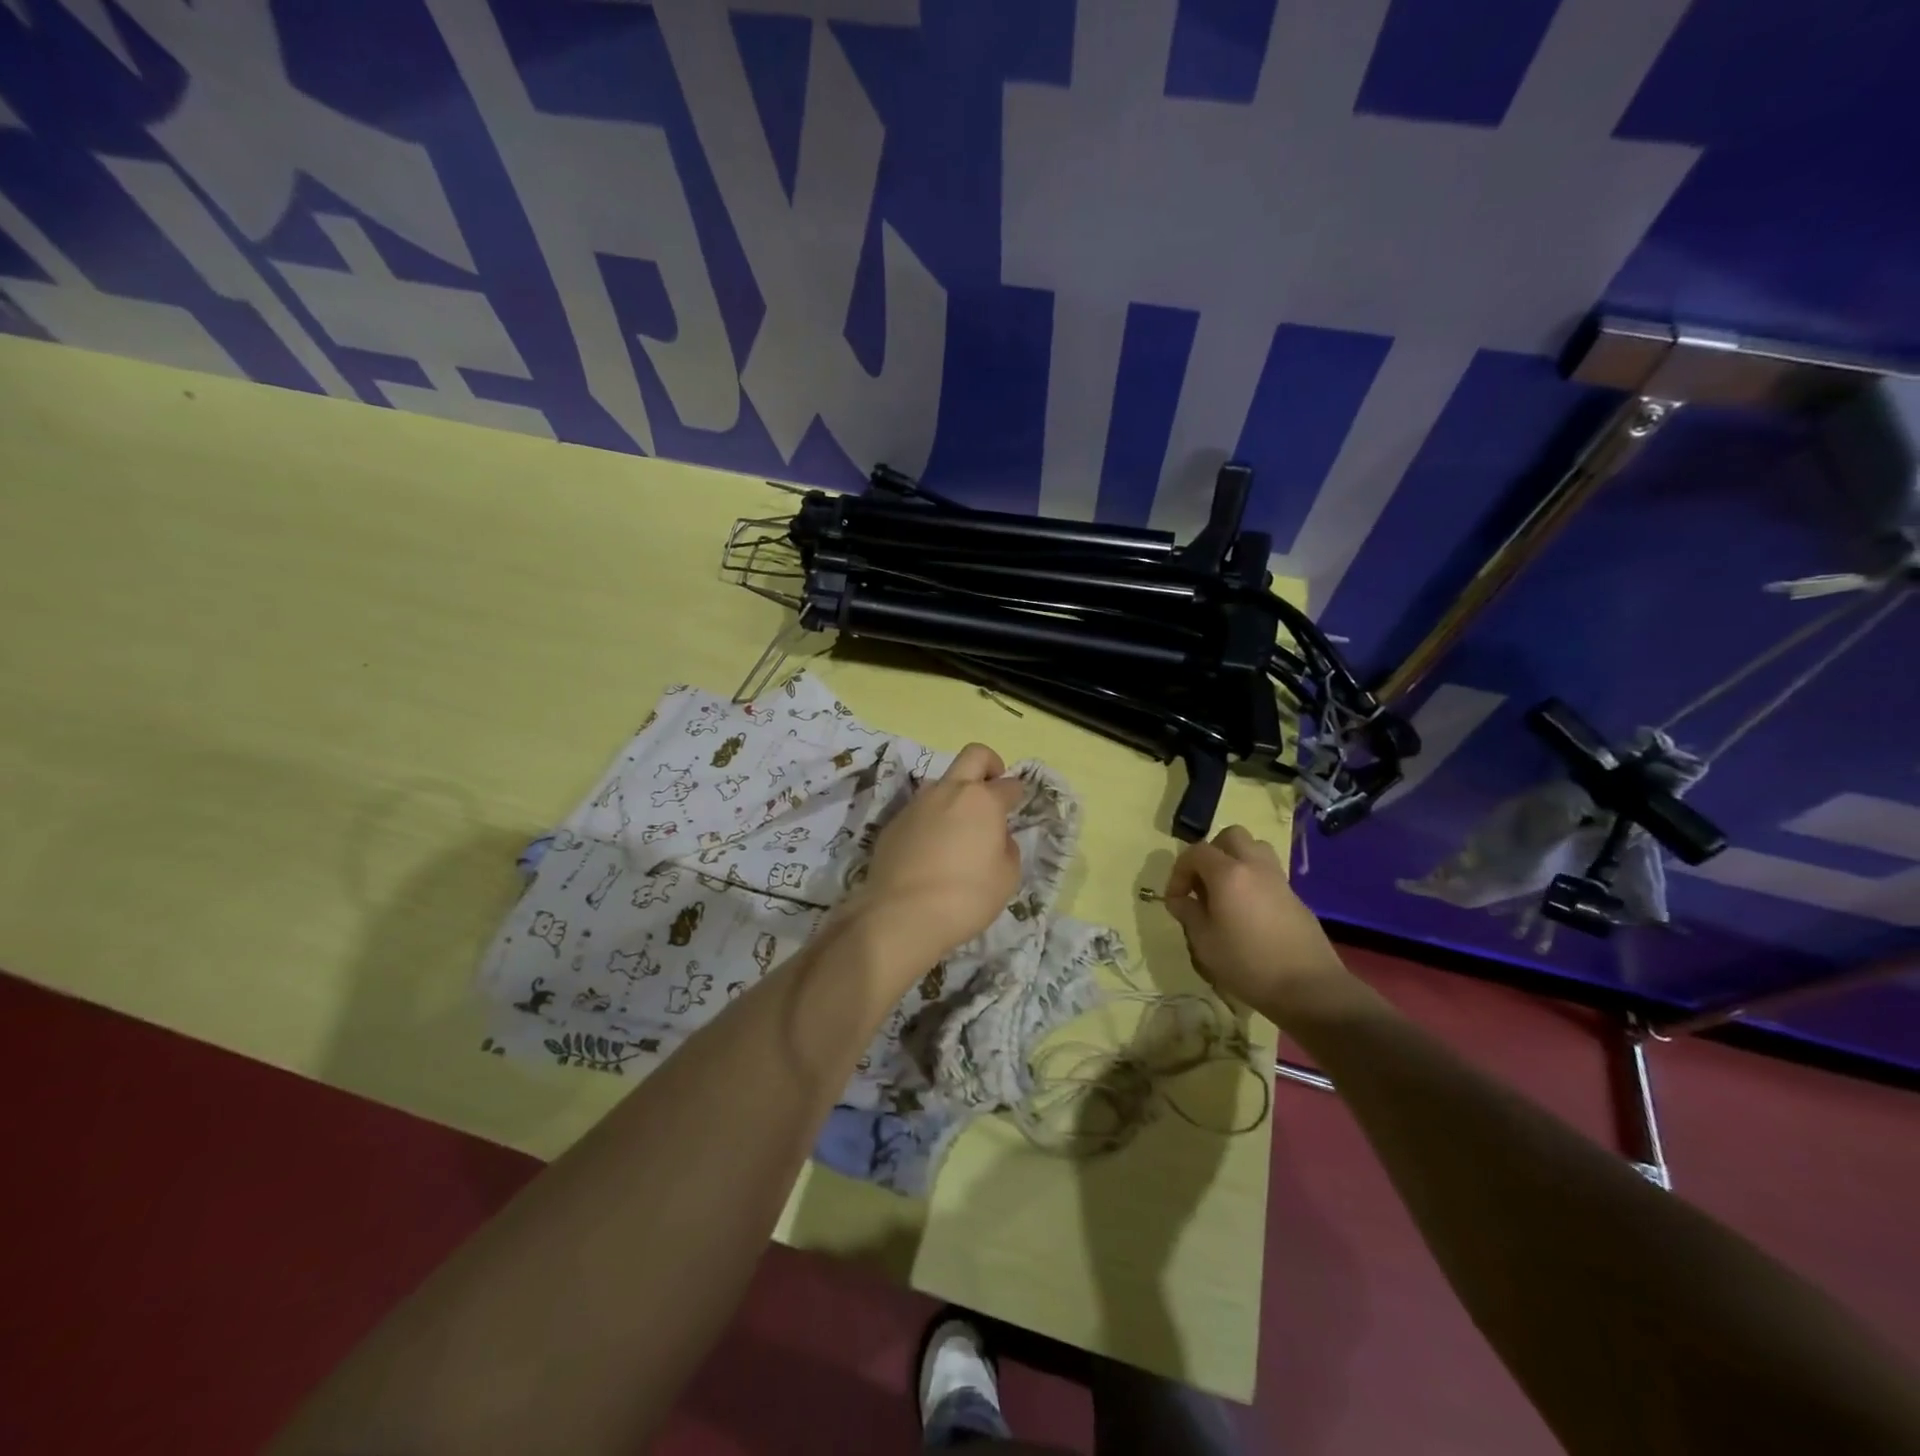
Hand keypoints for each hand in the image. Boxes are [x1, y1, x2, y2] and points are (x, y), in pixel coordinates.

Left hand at [855, 743, 1025, 966]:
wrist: (902, 915)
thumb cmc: (967, 897)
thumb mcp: (1007, 877)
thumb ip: (1006, 847)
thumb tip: (996, 837)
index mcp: (983, 800)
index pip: (1009, 784)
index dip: (1017, 794)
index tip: (1017, 806)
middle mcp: (949, 792)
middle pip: (973, 755)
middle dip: (989, 764)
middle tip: (992, 789)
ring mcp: (917, 804)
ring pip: (942, 783)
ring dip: (955, 795)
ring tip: (958, 830)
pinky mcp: (893, 823)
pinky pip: (920, 811)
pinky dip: (931, 821)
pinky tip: (931, 851)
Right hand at [1161, 825, 1350, 1015]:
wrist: (1309, 987)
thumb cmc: (1248, 964)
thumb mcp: (1204, 943)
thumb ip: (1188, 914)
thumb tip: (1180, 900)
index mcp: (1228, 874)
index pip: (1196, 852)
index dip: (1179, 871)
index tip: (1176, 899)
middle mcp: (1254, 866)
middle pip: (1231, 837)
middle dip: (1211, 853)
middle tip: (1202, 883)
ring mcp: (1279, 879)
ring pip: (1255, 848)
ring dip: (1236, 860)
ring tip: (1226, 890)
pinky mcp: (1295, 896)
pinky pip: (1268, 872)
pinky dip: (1253, 879)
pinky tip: (1248, 911)